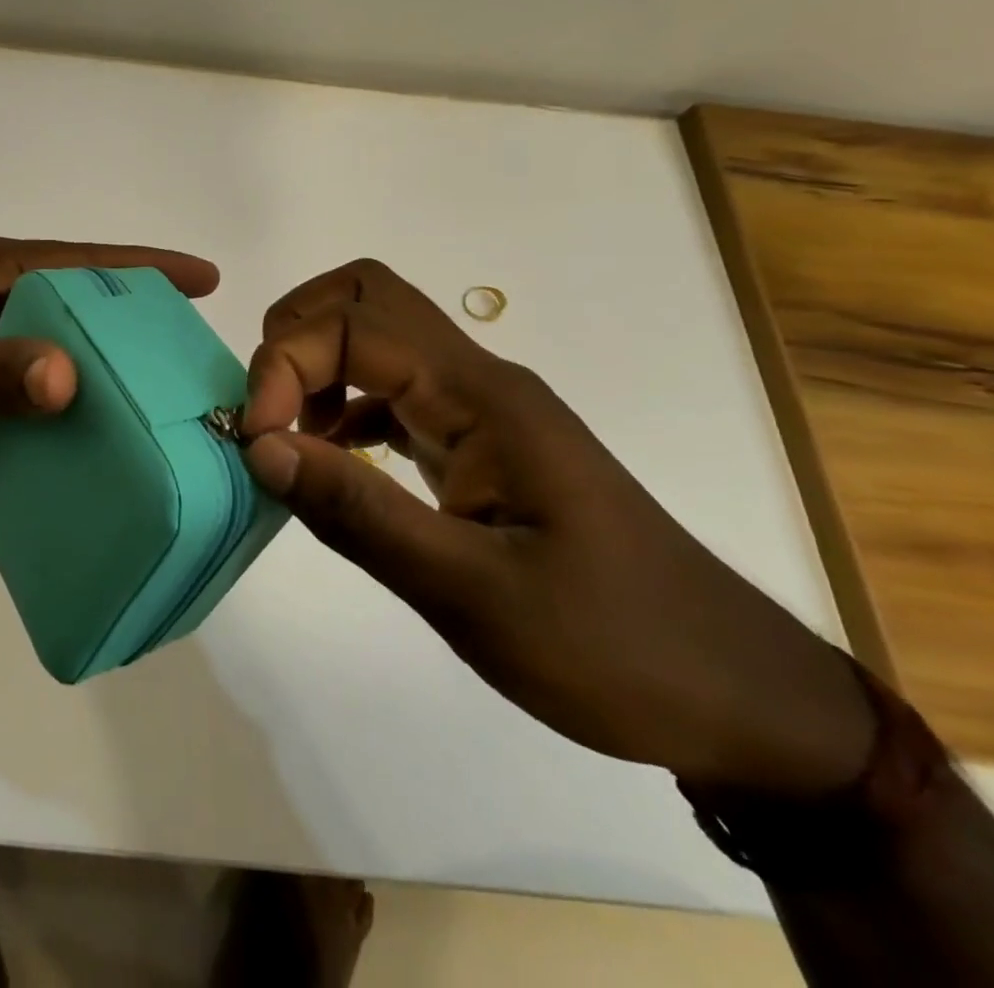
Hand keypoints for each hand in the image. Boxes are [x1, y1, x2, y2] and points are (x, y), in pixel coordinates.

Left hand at [0, 235, 218, 522]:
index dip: (141, 265)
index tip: (202, 277)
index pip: (76, 260)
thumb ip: (0, 373)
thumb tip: (67, 380)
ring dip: (105, 352)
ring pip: (62, 336)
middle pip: (77, 295)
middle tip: (189, 331)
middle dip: (130, 308)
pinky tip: (109, 410)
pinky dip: (74, 386)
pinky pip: (42, 373)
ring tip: (162, 372)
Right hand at [240, 259, 875, 796]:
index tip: (256, 440)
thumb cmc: (613, 646)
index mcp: (482, 398)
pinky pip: (391, 391)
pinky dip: (341, 407)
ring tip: (285, 439)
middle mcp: (479, 381)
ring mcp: (481, 409)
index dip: (285, 364)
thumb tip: (259, 447)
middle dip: (294, 336)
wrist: (737, 696)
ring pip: (378, 338)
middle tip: (265, 412)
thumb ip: (356, 513)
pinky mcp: (478, 442)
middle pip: (368, 297)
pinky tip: (328, 462)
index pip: (356, 325)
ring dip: (314, 366)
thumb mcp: (472, 594)